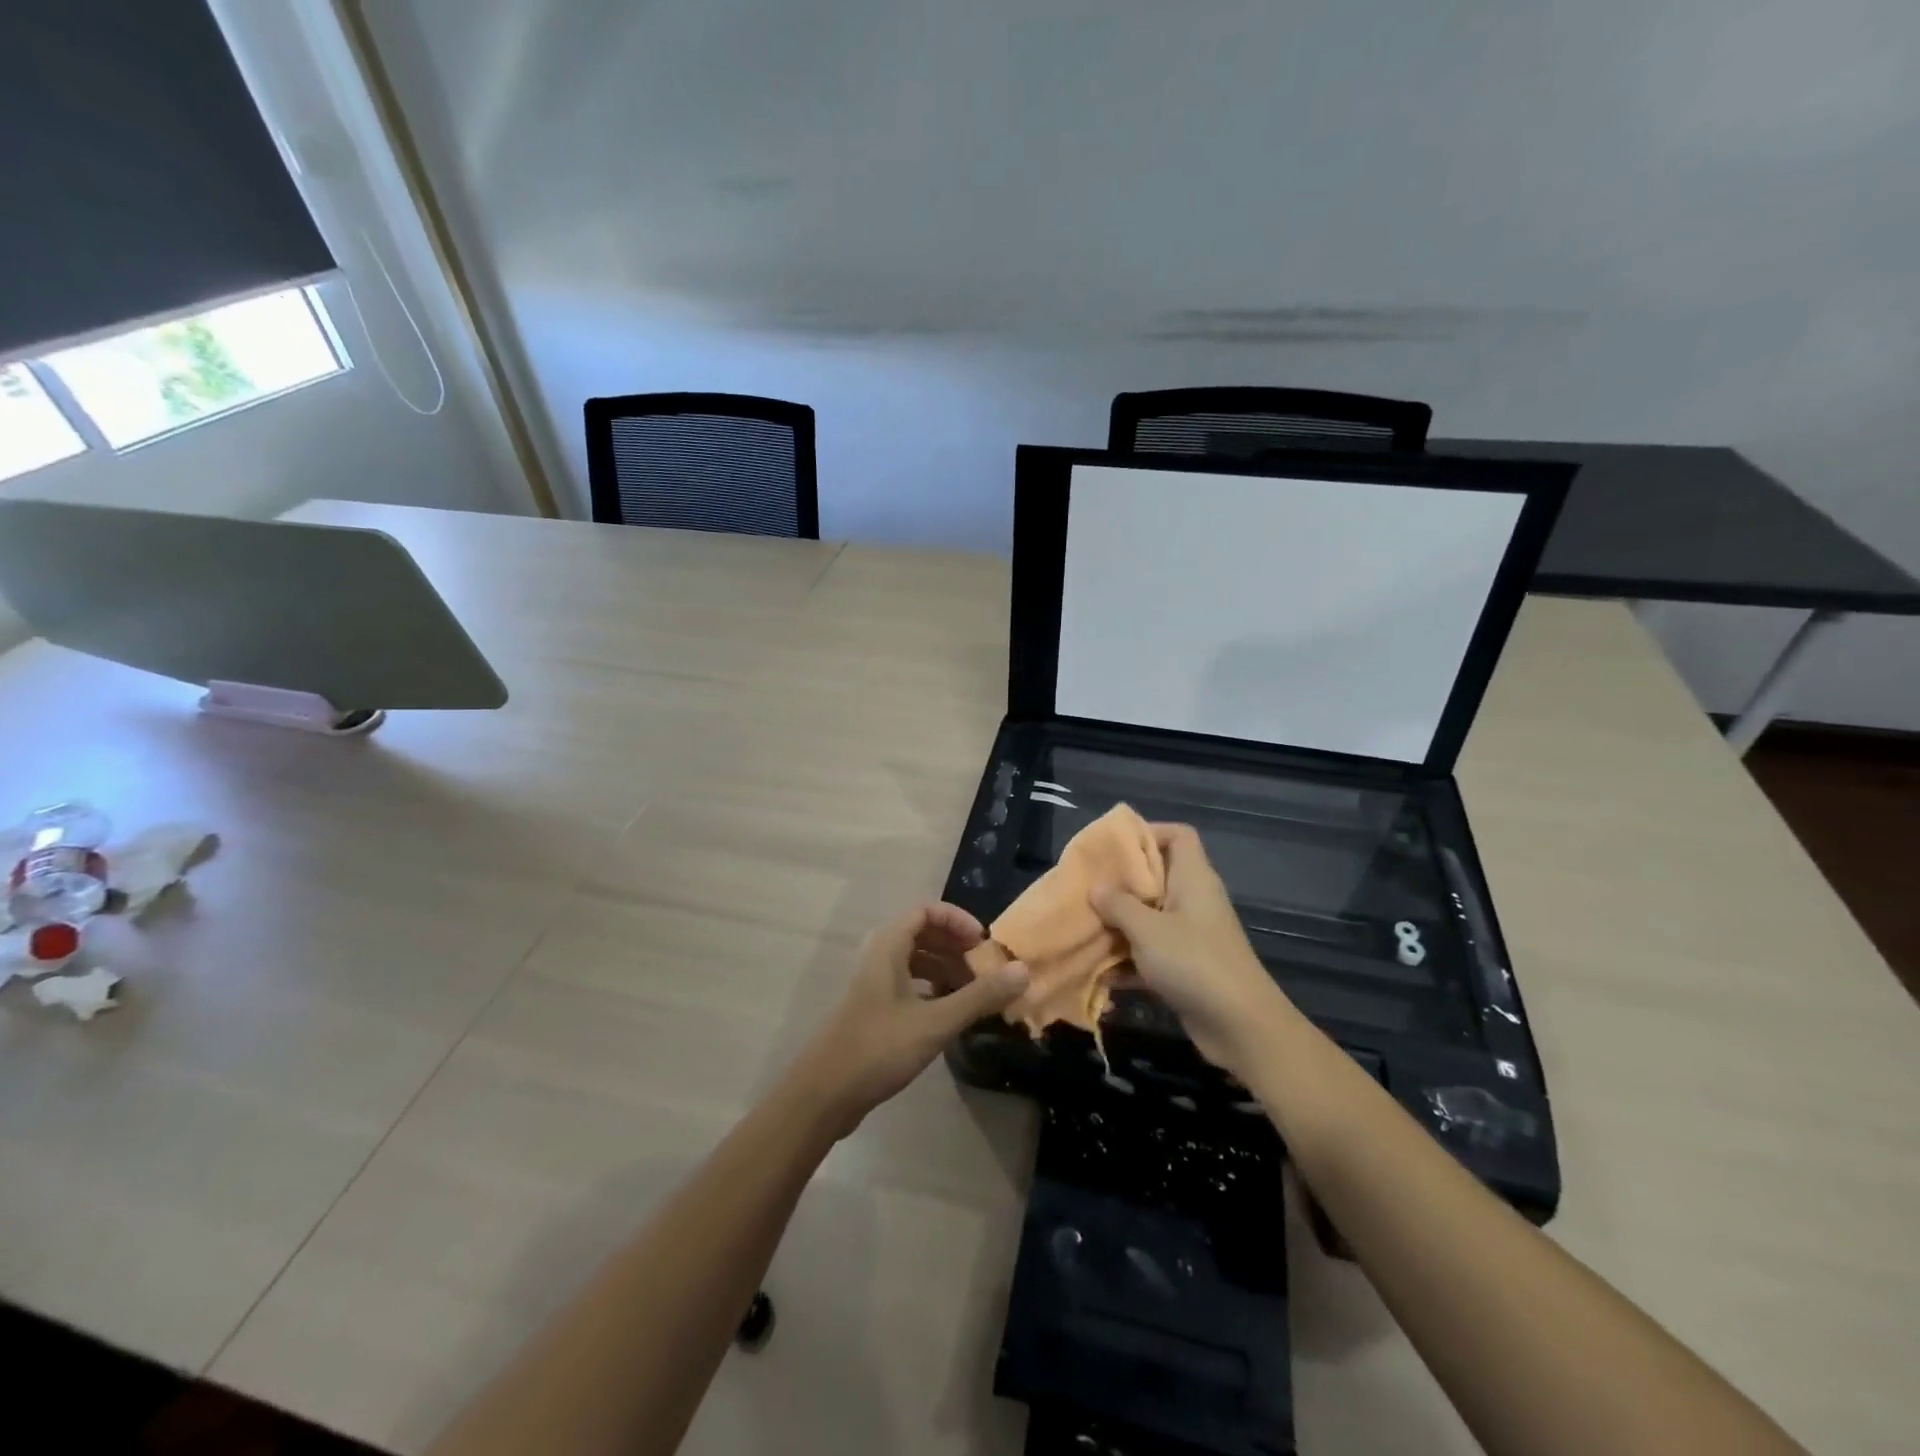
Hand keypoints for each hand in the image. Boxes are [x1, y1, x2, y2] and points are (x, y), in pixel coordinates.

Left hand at [787, 903, 1029, 1136]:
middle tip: (985, 970)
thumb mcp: (936, 1021)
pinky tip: (951, 1013)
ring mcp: (874, 984)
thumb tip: (1023, 971)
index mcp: (888, 946)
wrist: (824, 1094)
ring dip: (947, 970)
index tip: (982, 944)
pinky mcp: (874, 1010)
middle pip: (923, 934)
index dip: (957, 920)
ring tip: (975, 993)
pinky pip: (909, 985)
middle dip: (956, 947)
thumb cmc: (879, 1047)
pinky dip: (933, 991)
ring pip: (916, 962)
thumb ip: (980, 996)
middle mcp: (879, 957)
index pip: (926, 911)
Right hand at [1091, 824, 1291, 1074]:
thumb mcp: (1147, 929)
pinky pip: (1152, 952)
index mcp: (1193, 878)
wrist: (1241, 1026)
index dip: (1149, 832)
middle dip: (1121, 883)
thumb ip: (1118, 904)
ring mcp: (1192, 935)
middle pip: (1157, 876)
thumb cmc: (1194, 962)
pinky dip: (1129, 960)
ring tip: (1084, 927)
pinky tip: (1099, 973)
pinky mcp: (1187, 967)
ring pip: (1150, 917)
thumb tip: (1096, 887)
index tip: (1114, 846)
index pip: (1179, 835)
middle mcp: (1194, 900)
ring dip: (1120, 924)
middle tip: (1087, 887)